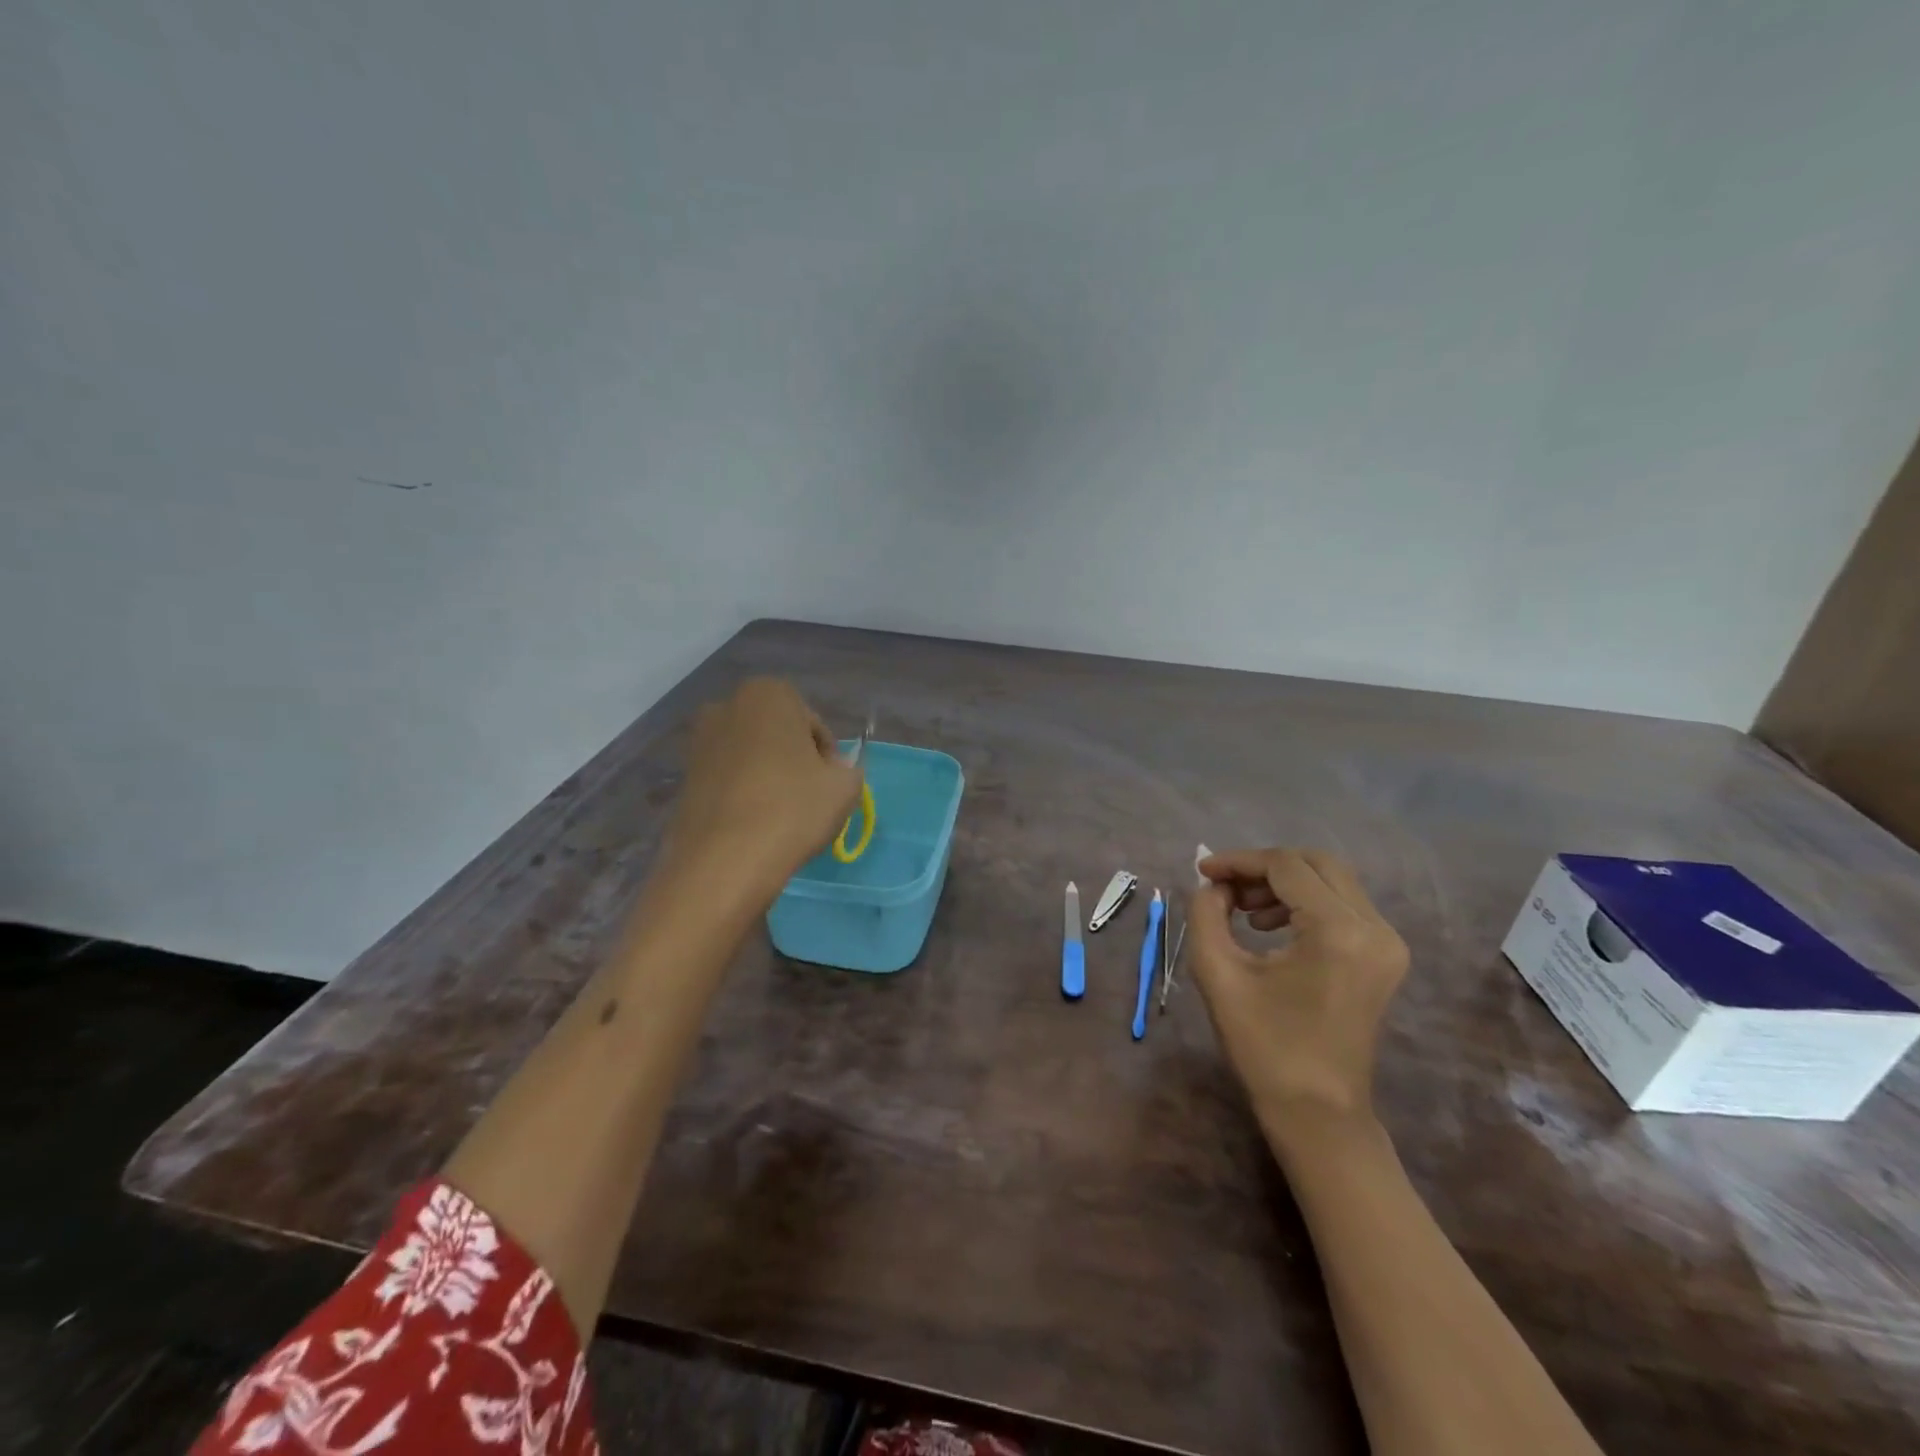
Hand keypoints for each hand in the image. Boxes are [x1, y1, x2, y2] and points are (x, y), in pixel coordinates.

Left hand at [663, 679, 863, 903]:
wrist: (722, 862)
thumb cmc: (792, 809)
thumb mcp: (845, 787)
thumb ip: (848, 768)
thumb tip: (833, 769)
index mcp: (769, 694)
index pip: (813, 723)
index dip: (826, 756)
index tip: (829, 785)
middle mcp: (727, 706)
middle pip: (777, 734)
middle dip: (793, 759)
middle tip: (808, 797)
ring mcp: (699, 741)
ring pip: (750, 756)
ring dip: (767, 776)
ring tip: (780, 815)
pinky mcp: (683, 776)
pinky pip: (727, 779)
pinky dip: (742, 793)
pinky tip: (754, 823)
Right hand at [1186, 848, 1408, 1129]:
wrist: (1317, 1112)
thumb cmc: (1263, 1046)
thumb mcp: (1218, 973)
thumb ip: (1207, 914)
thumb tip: (1213, 885)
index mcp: (1337, 931)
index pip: (1285, 866)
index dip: (1239, 861)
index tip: (1202, 871)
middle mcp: (1374, 928)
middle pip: (1316, 863)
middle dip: (1264, 867)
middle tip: (1225, 888)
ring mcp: (1387, 943)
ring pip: (1331, 881)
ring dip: (1283, 883)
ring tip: (1243, 911)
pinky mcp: (1385, 956)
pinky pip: (1342, 905)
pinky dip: (1304, 902)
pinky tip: (1270, 927)